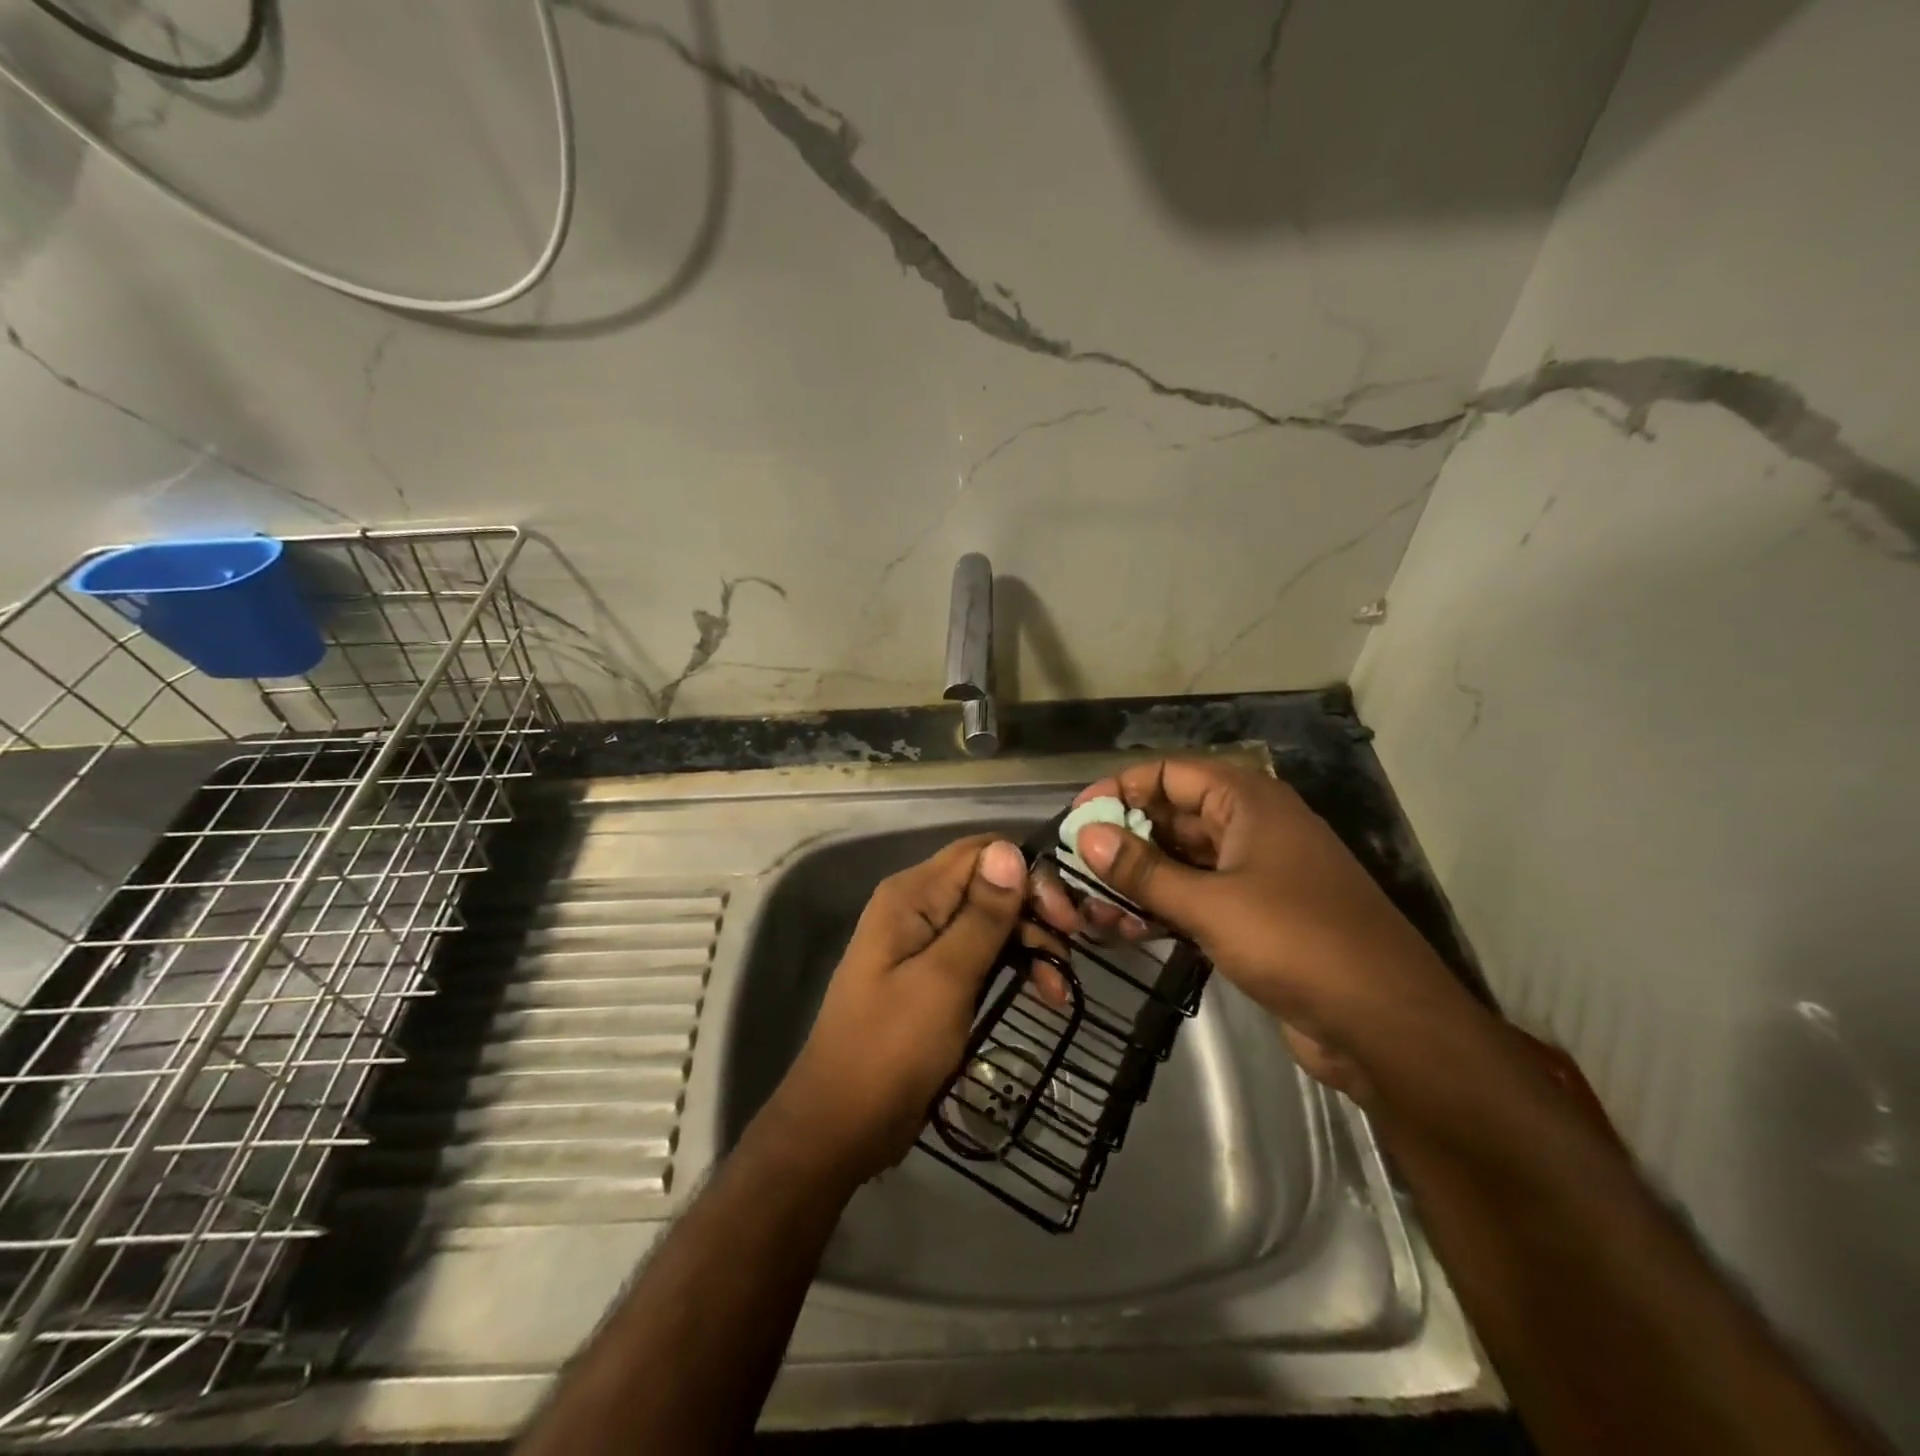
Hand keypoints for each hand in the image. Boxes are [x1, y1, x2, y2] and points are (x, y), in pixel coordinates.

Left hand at [765, 835, 1032, 1186]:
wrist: (842, 1125)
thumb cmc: (891, 1049)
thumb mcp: (944, 980)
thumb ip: (981, 916)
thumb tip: (1011, 850)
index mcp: (912, 895)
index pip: (982, 852)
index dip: (1029, 874)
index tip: (1066, 916)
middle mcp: (918, 906)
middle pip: (990, 884)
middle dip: (1034, 911)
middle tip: (1072, 949)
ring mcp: (925, 942)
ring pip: (992, 920)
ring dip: (1031, 943)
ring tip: (1060, 986)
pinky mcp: (935, 975)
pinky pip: (982, 953)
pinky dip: (1014, 966)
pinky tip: (1045, 993)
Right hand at [1046, 759, 1465, 1099]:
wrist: (1387, 1025)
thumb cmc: (1298, 943)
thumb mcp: (1211, 904)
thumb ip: (1144, 870)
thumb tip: (1087, 835)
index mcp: (1247, 801)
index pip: (1168, 774)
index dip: (1118, 790)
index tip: (1076, 820)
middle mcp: (1250, 826)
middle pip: (1171, 817)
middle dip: (1123, 842)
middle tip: (1076, 871)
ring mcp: (1255, 872)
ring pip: (1180, 861)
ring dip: (1138, 880)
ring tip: (1092, 909)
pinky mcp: (1255, 915)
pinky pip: (1197, 896)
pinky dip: (1163, 907)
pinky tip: (1126, 930)